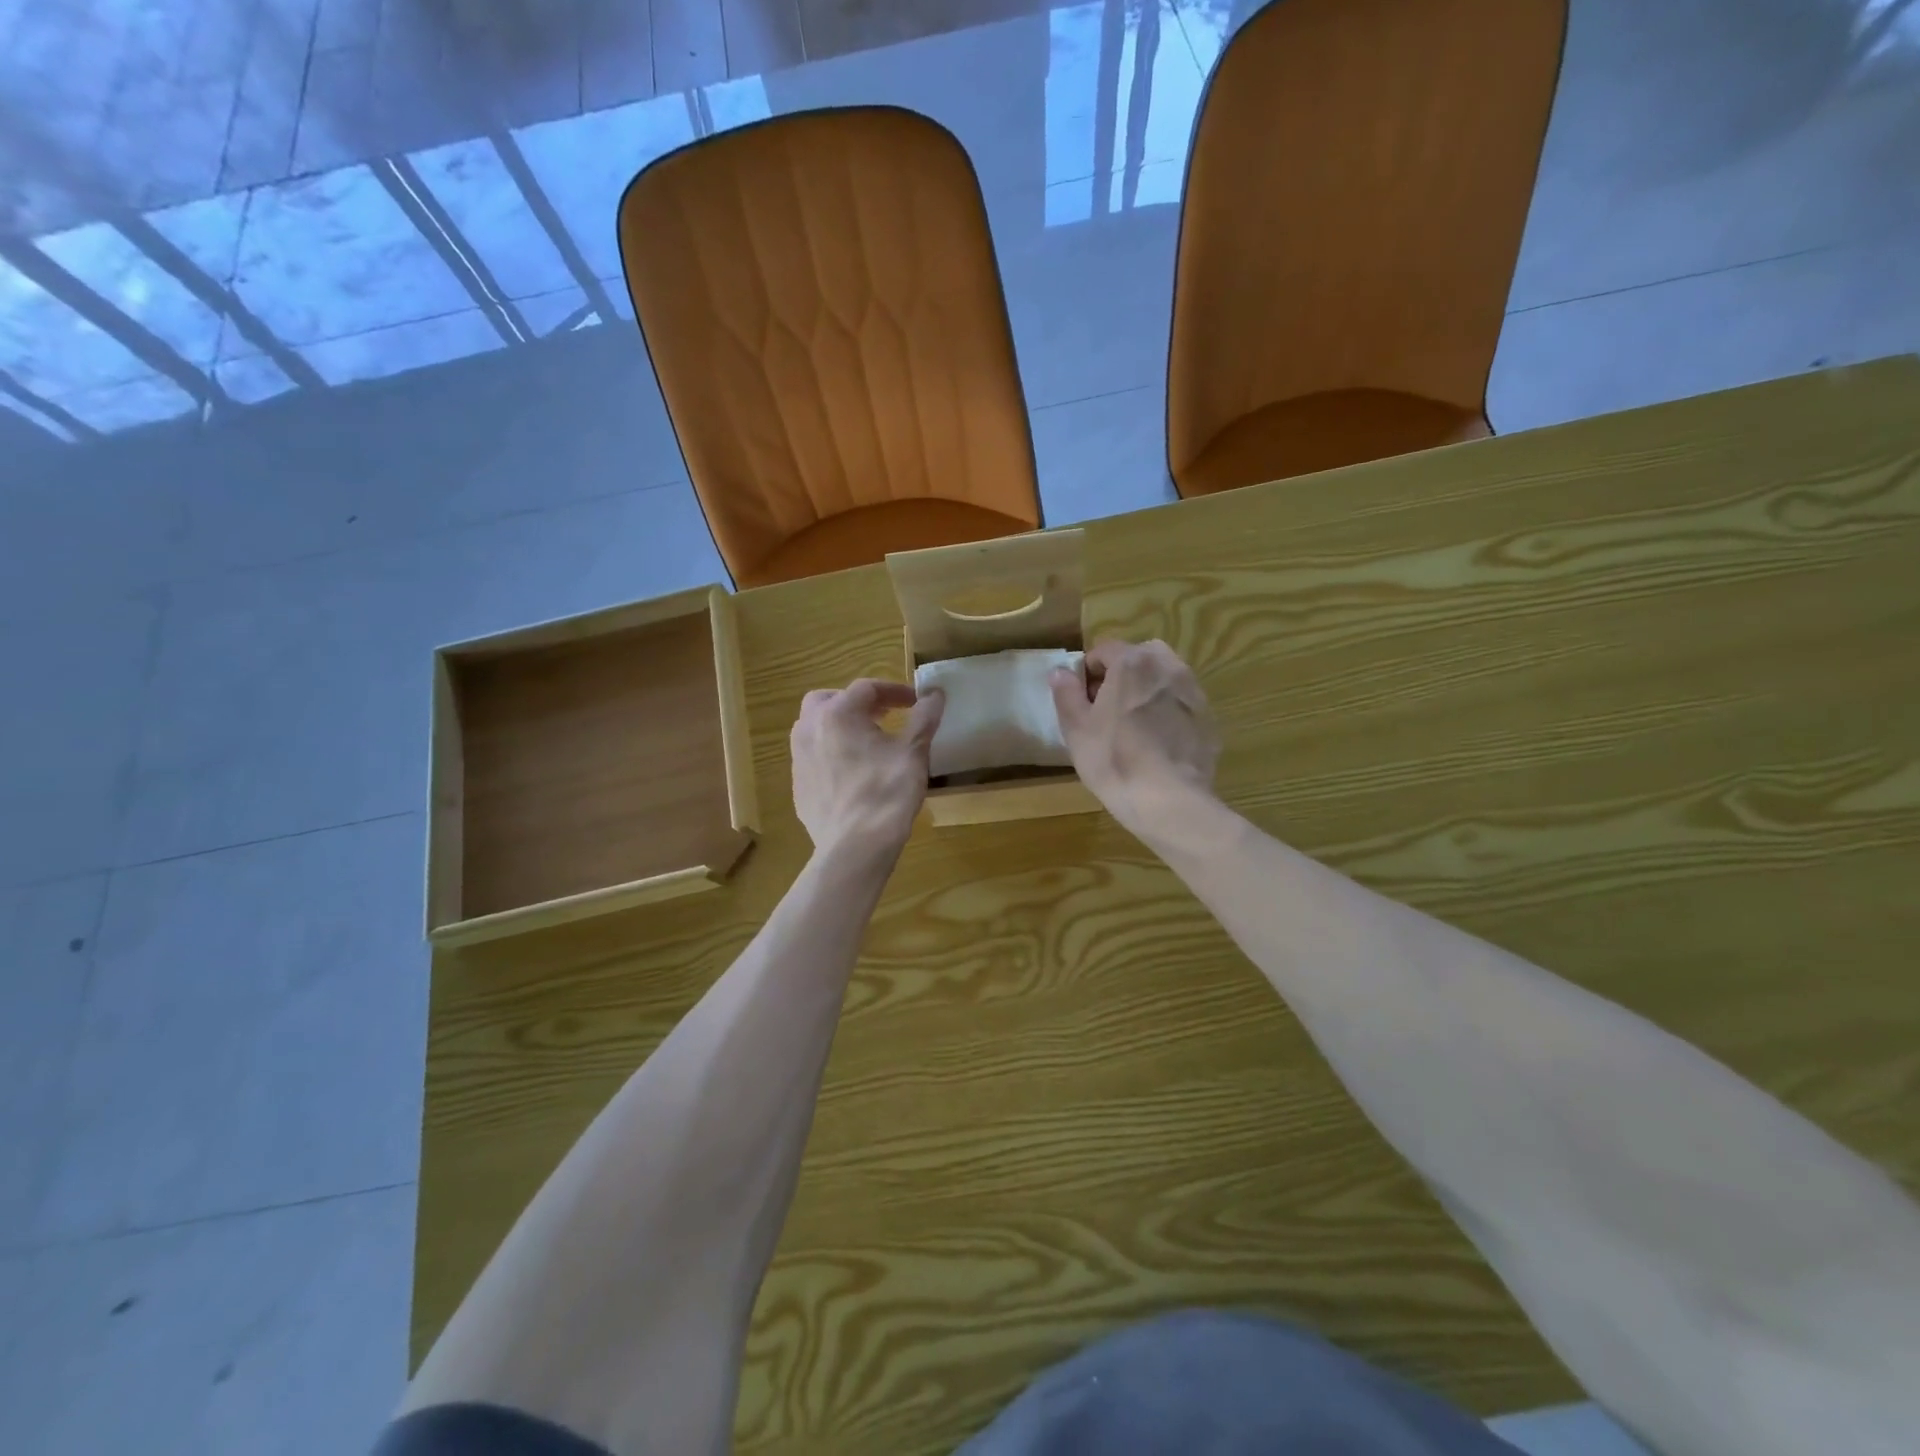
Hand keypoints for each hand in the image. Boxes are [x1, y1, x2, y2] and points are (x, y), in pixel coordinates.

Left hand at [791, 679, 944, 859]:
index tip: (915, 702)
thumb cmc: (886, 793)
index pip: (866, 688)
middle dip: (857, 703)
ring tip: (867, 742)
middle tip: (884, 716)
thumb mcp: (913, 752)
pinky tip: (853, 773)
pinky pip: (813, 756)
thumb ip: (924, 718)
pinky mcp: (798, 785)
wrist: (854, 848)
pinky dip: (831, 752)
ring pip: (816, 727)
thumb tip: (935, 693)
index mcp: (838, 714)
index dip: (894, 691)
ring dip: (840, 725)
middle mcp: (810, 729)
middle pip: (830, 700)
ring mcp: (798, 758)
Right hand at [1050, 639, 1220, 837]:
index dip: (1088, 673)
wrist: (1169, 801)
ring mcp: (1194, 692)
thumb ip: (1066, 693)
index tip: (1082, 701)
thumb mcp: (1076, 729)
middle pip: (1139, 658)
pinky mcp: (1209, 718)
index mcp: (1133, 662)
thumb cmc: (1114, 760)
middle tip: (1108, 710)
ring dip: (1148, 691)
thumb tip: (1060, 671)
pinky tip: (1158, 745)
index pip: (1104, 650)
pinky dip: (1169, 714)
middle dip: (1122, 676)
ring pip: (1164, 679)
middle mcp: (1168, 666)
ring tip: (1135, 727)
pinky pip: (1181, 705)